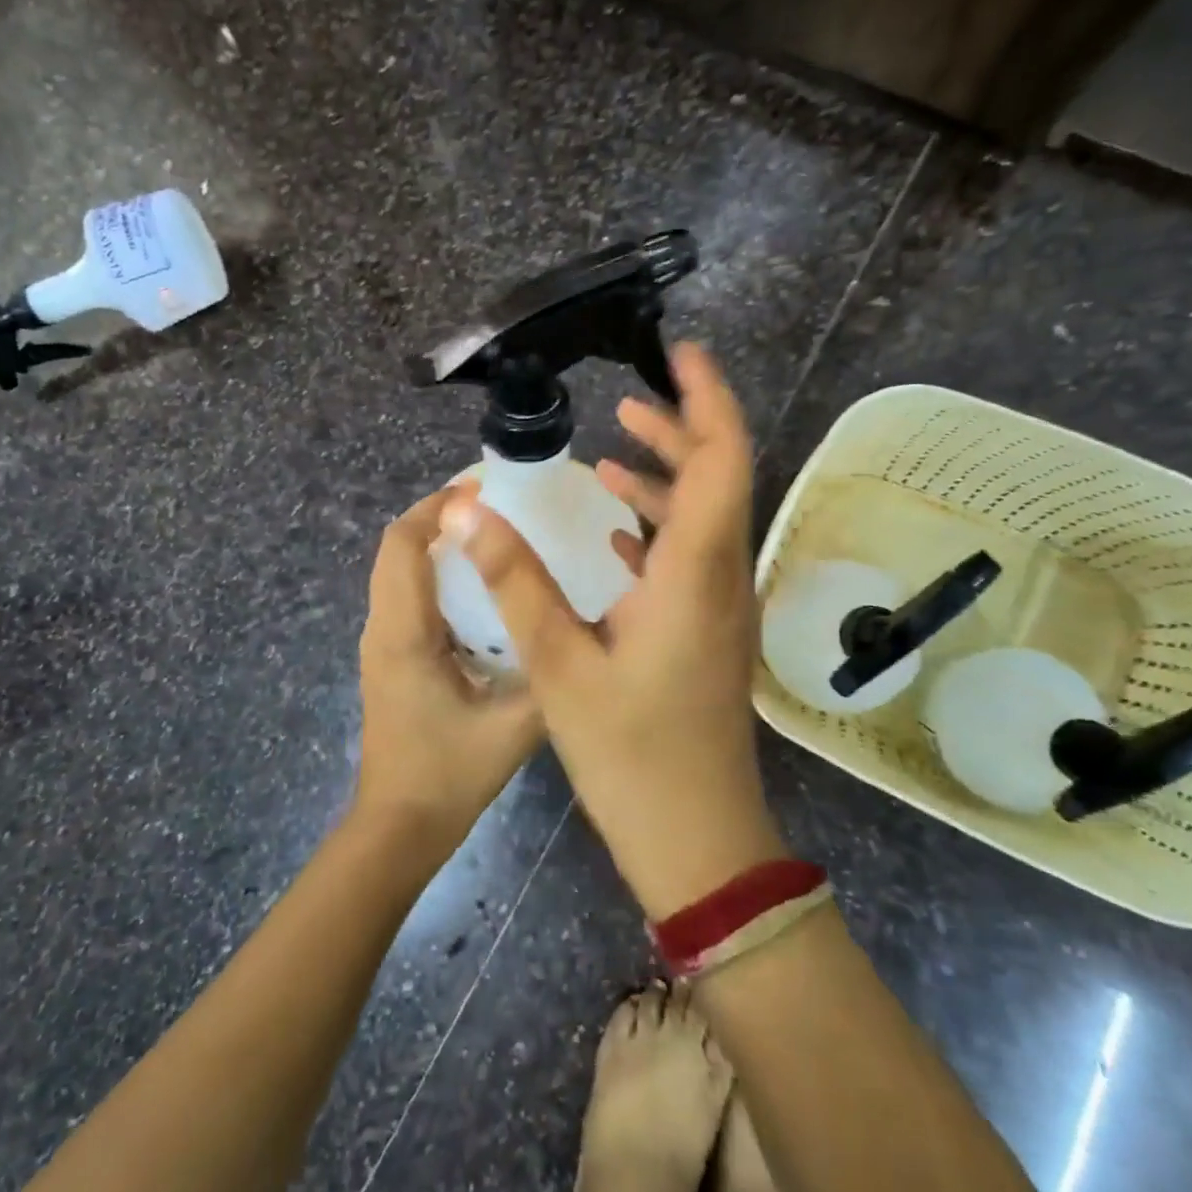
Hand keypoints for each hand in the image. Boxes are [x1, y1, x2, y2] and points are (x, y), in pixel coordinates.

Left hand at [354, 486, 545, 861]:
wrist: (398, 828)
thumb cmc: (449, 776)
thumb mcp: (514, 727)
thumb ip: (549, 673)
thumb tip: (587, 626)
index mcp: (405, 632)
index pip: (404, 544)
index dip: (437, 507)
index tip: (484, 489)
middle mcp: (383, 627)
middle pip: (396, 548)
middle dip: (438, 516)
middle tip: (497, 507)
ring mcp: (381, 643)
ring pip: (398, 570)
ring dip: (436, 543)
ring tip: (493, 537)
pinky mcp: (390, 658)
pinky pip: (406, 595)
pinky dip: (435, 573)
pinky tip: (481, 589)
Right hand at [436, 344, 785, 917]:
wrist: (697, 839)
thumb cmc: (631, 755)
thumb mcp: (560, 665)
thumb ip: (517, 580)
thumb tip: (470, 509)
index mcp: (697, 573)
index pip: (722, 459)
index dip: (707, 399)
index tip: (682, 352)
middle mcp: (722, 578)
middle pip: (717, 479)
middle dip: (679, 430)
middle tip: (627, 402)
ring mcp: (720, 607)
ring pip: (703, 519)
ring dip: (665, 480)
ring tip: (613, 452)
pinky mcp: (708, 632)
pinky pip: (691, 558)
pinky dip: (659, 528)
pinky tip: (616, 533)